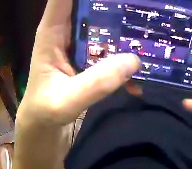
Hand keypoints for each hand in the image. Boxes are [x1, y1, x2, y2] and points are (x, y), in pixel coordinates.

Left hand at [5, 0, 139, 168]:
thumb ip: (95, 83)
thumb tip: (134, 61)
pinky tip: (145, 55)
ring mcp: (81, 46)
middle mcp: (66, 34)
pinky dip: (127, 48)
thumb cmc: (43, 116)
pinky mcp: (91, 61)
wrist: (44, 133)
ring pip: (104, 23)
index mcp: (51, 34)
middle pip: (89, 4)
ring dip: (124, 20)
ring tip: (148, 15)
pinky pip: (112, 46)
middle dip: (112, 1)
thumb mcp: (63, 103)